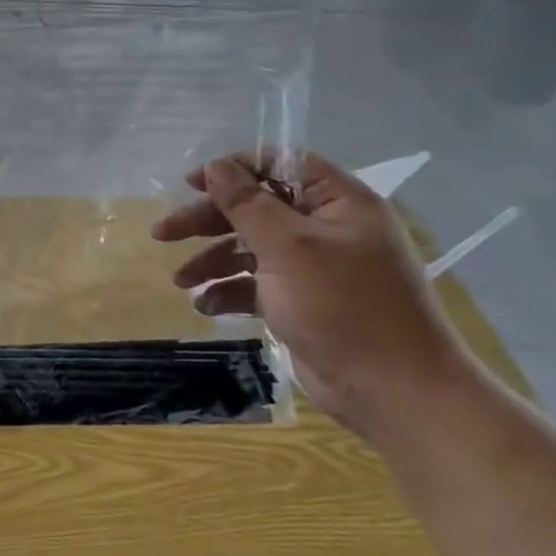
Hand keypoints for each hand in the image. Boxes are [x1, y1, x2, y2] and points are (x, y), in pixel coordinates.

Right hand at [151, 150, 473, 439]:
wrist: (392, 390)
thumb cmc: (343, 306)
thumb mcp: (288, 247)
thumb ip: (247, 203)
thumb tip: (216, 166)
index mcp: (337, 203)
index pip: (280, 164)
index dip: (234, 169)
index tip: (191, 183)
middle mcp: (326, 228)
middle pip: (255, 208)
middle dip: (207, 221)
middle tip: (163, 233)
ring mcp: (314, 267)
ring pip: (250, 248)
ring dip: (212, 260)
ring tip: (180, 280)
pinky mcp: (302, 301)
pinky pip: (257, 284)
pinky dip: (230, 291)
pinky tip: (205, 305)